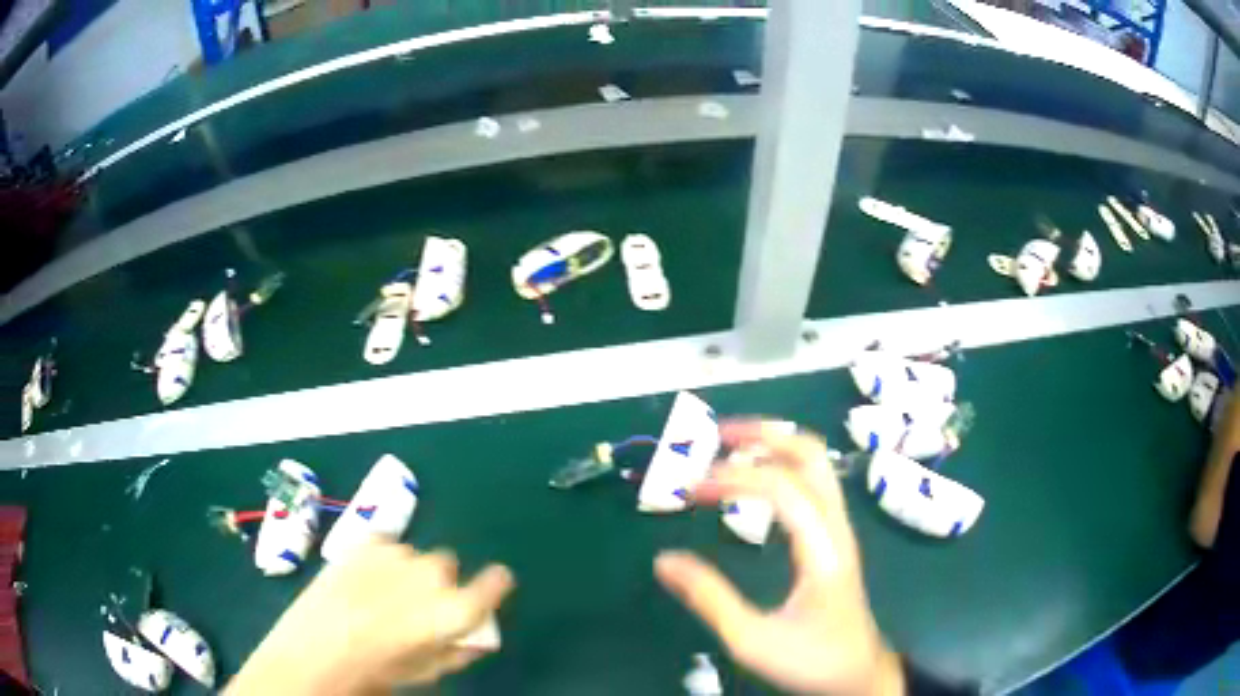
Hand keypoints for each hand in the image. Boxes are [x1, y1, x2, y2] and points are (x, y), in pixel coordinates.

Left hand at [226, 541, 513, 694]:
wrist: (315, 652)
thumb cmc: (377, 671)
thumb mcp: (427, 671)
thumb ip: (458, 650)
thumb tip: (474, 635)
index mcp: (453, 610)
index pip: (495, 583)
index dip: (494, 585)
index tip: (492, 587)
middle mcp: (431, 574)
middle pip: (447, 566)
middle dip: (438, 584)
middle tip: (415, 608)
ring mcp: (395, 553)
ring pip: (414, 555)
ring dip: (407, 571)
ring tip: (382, 596)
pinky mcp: (364, 543)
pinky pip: (387, 545)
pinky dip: (384, 560)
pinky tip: (365, 580)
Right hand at [655, 421, 903, 695]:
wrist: (858, 673)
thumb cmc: (811, 660)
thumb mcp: (752, 639)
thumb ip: (709, 599)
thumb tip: (663, 560)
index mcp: (823, 549)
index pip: (783, 488)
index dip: (734, 478)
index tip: (691, 489)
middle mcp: (836, 526)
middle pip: (811, 455)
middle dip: (763, 435)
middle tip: (715, 436)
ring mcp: (839, 528)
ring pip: (815, 464)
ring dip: (772, 446)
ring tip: (728, 450)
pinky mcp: (834, 537)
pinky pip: (811, 484)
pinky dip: (780, 467)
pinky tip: (752, 481)